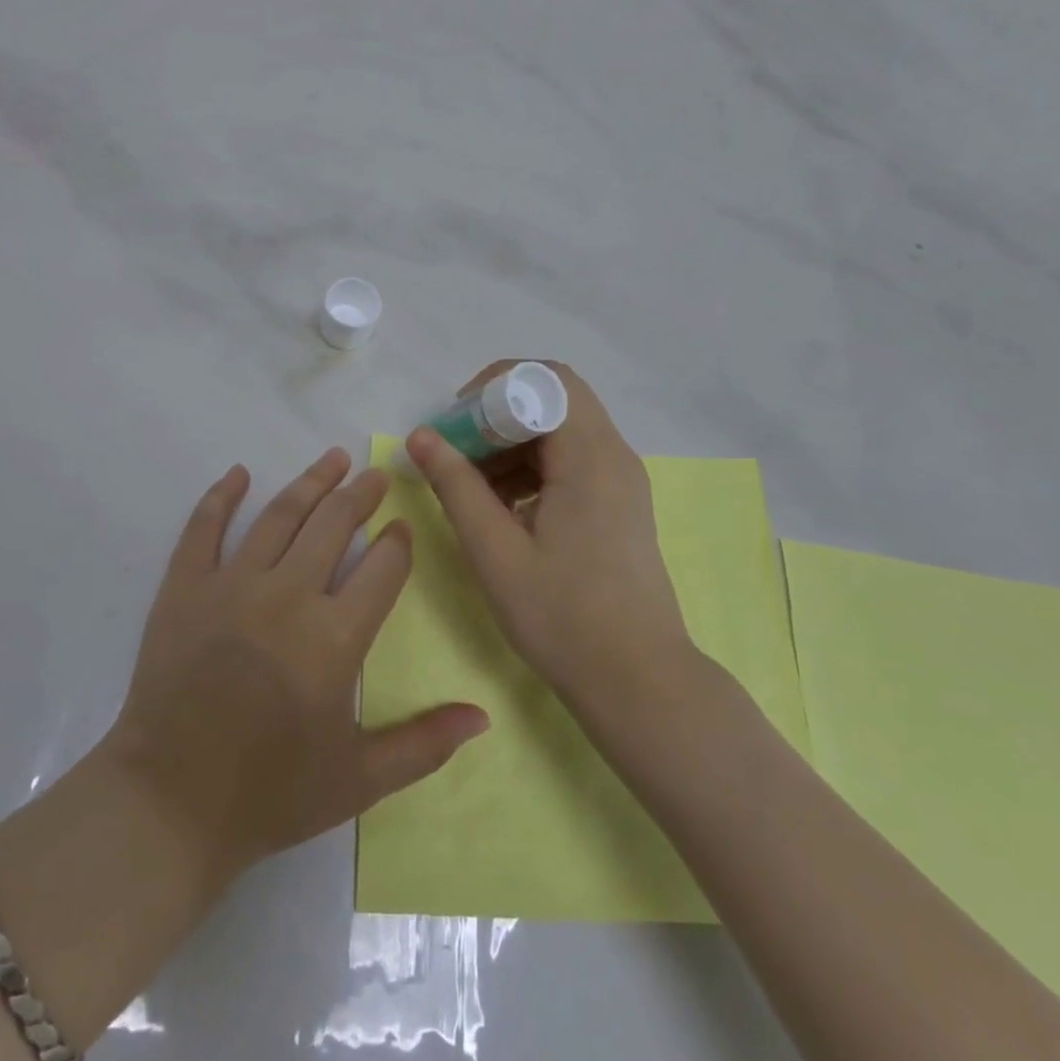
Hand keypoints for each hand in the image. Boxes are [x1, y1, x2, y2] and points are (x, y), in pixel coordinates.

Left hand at [106, 449, 490, 883]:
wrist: (169, 803)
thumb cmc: (270, 793)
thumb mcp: (360, 779)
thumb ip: (425, 744)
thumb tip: (482, 717)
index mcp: (335, 636)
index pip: (382, 569)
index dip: (398, 543)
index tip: (403, 527)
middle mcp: (288, 595)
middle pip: (334, 525)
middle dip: (361, 495)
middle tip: (376, 473)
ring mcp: (231, 585)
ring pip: (279, 516)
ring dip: (309, 483)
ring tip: (331, 458)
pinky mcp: (184, 588)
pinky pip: (204, 528)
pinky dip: (222, 496)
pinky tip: (239, 474)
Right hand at [405, 362, 693, 703]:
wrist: (638, 681)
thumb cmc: (563, 616)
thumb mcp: (495, 550)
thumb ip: (456, 485)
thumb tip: (421, 436)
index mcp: (590, 456)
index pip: (547, 379)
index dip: (495, 387)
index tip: (456, 423)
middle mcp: (613, 455)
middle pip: (553, 401)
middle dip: (497, 416)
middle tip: (456, 453)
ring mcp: (621, 481)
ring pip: (560, 432)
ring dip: (511, 445)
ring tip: (472, 488)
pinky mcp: (618, 505)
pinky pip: (571, 462)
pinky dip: (532, 469)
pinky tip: (503, 509)